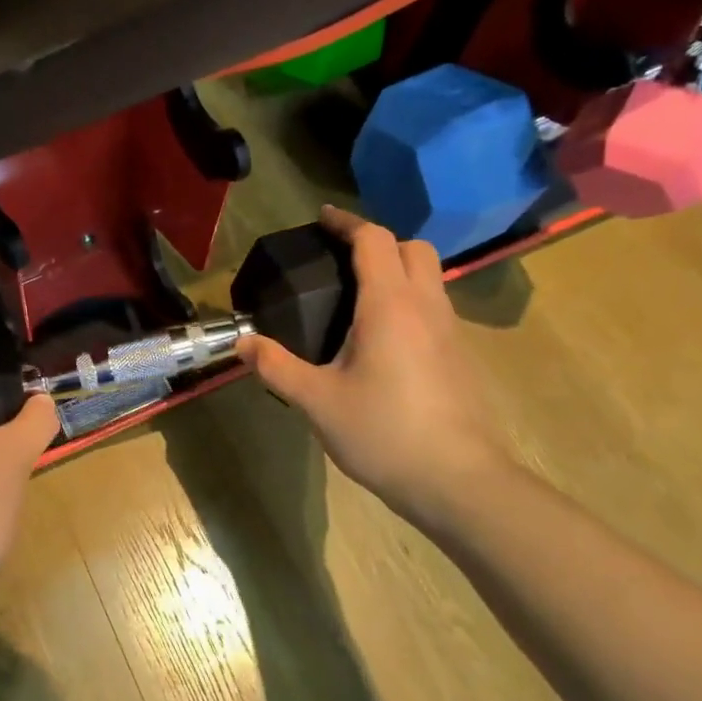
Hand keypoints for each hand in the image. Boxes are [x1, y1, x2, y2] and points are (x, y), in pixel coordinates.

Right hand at [237, 206, 512, 518]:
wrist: (457, 481)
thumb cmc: (383, 432)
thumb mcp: (316, 400)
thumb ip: (276, 366)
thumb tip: (241, 342)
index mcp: (390, 306)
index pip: (374, 241)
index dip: (346, 223)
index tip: (321, 219)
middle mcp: (426, 307)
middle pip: (413, 248)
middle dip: (378, 241)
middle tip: (341, 259)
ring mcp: (451, 331)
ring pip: (430, 277)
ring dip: (398, 270)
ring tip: (357, 296)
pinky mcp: (460, 356)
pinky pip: (435, 307)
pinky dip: (409, 300)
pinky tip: (382, 338)